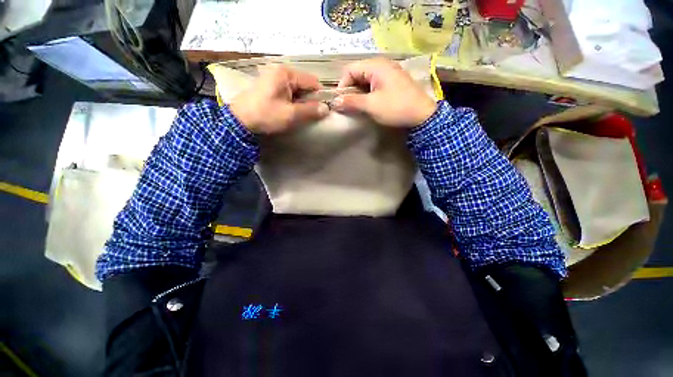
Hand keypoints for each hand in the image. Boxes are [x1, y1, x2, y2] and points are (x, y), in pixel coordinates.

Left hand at [229, 64, 329, 133]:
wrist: (240, 121)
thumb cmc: (266, 115)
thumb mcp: (291, 114)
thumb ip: (310, 110)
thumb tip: (326, 109)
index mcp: (286, 73)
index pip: (312, 81)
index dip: (319, 96)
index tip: (321, 111)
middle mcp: (280, 71)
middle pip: (304, 85)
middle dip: (309, 100)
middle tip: (308, 115)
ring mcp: (274, 77)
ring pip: (297, 89)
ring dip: (301, 102)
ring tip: (298, 114)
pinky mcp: (270, 85)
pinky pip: (288, 92)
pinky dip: (293, 101)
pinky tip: (290, 111)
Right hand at [331, 59, 436, 127]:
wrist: (422, 115)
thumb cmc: (395, 108)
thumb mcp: (371, 105)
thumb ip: (351, 102)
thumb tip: (334, 102)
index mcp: (376, 65)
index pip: (350, 69)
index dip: (342, 85)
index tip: (341, 101)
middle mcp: (382, 65)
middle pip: (357, 73)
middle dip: (350, 89)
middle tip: (348, 105)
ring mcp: (388, 73)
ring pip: (365, 80)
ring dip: (359, 92)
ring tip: (357, 106)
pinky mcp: (392, 82)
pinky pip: (374, 84)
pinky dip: (368, 93)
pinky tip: (368, 104)